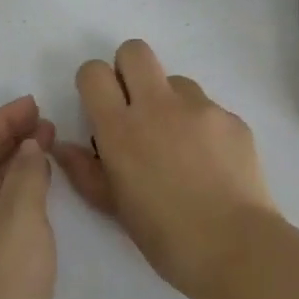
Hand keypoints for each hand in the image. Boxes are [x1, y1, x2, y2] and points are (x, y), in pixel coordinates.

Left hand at [0, 96, 57, 298]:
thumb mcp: (19, 218)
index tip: (35, 105)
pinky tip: (41, 185)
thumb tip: (29, 147)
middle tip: (46, 122)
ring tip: (48, 144)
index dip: (2, 119)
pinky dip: (19, 187)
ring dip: (16, 161)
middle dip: (9, 137)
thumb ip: (26, 174)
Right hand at [53, 40, 276, 297]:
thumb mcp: (114, 207)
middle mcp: (157, 106)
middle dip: (129, 69)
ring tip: (180, 145)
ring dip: (169, 101)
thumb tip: (63, 145)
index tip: (102, 107)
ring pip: (175, 80)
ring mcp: (199, 108)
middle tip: (135, 107)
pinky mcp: (231, 118)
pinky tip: (210, 162)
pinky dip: (202, 126)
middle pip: (135, 51)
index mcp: (120, 129)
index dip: (94, 83)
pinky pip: (208, 107)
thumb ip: (85, 171)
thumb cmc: (165, 236)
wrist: (236, 247)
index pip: (94, 72)